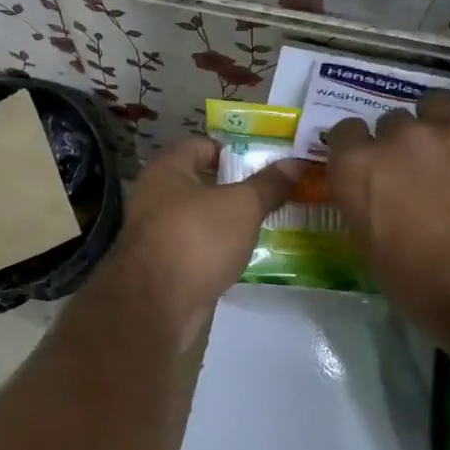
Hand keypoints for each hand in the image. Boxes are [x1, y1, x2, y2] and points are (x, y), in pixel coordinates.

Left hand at [108, 136, 301, 324]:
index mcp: (166, 170)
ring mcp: (155, 233)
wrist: (158, 304)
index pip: (199, 145)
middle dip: (233, 187)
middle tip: (271, 191)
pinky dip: (216, 249)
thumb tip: (296, 164)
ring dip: (225, 221)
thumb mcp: (242, 206)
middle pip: (198, 183)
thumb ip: (268, 185)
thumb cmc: (197, 238)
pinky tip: (242, 255)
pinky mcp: (162, 266)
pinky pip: (195, 248)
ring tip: (264, 222)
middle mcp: (154, 196)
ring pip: (197, 218)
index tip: (264, 160)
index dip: (231, 148)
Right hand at [326, 20, 449, 337]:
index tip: (375, 169)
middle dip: (404, 144)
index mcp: (356, 167)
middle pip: (393, 121)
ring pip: (436, 105)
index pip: (346, 133)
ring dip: (442, 124)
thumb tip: (365, 178)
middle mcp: (396, 136)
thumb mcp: (368, 247)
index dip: (360, 150)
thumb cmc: (424, 284)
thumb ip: (359, 199)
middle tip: (425, 176)